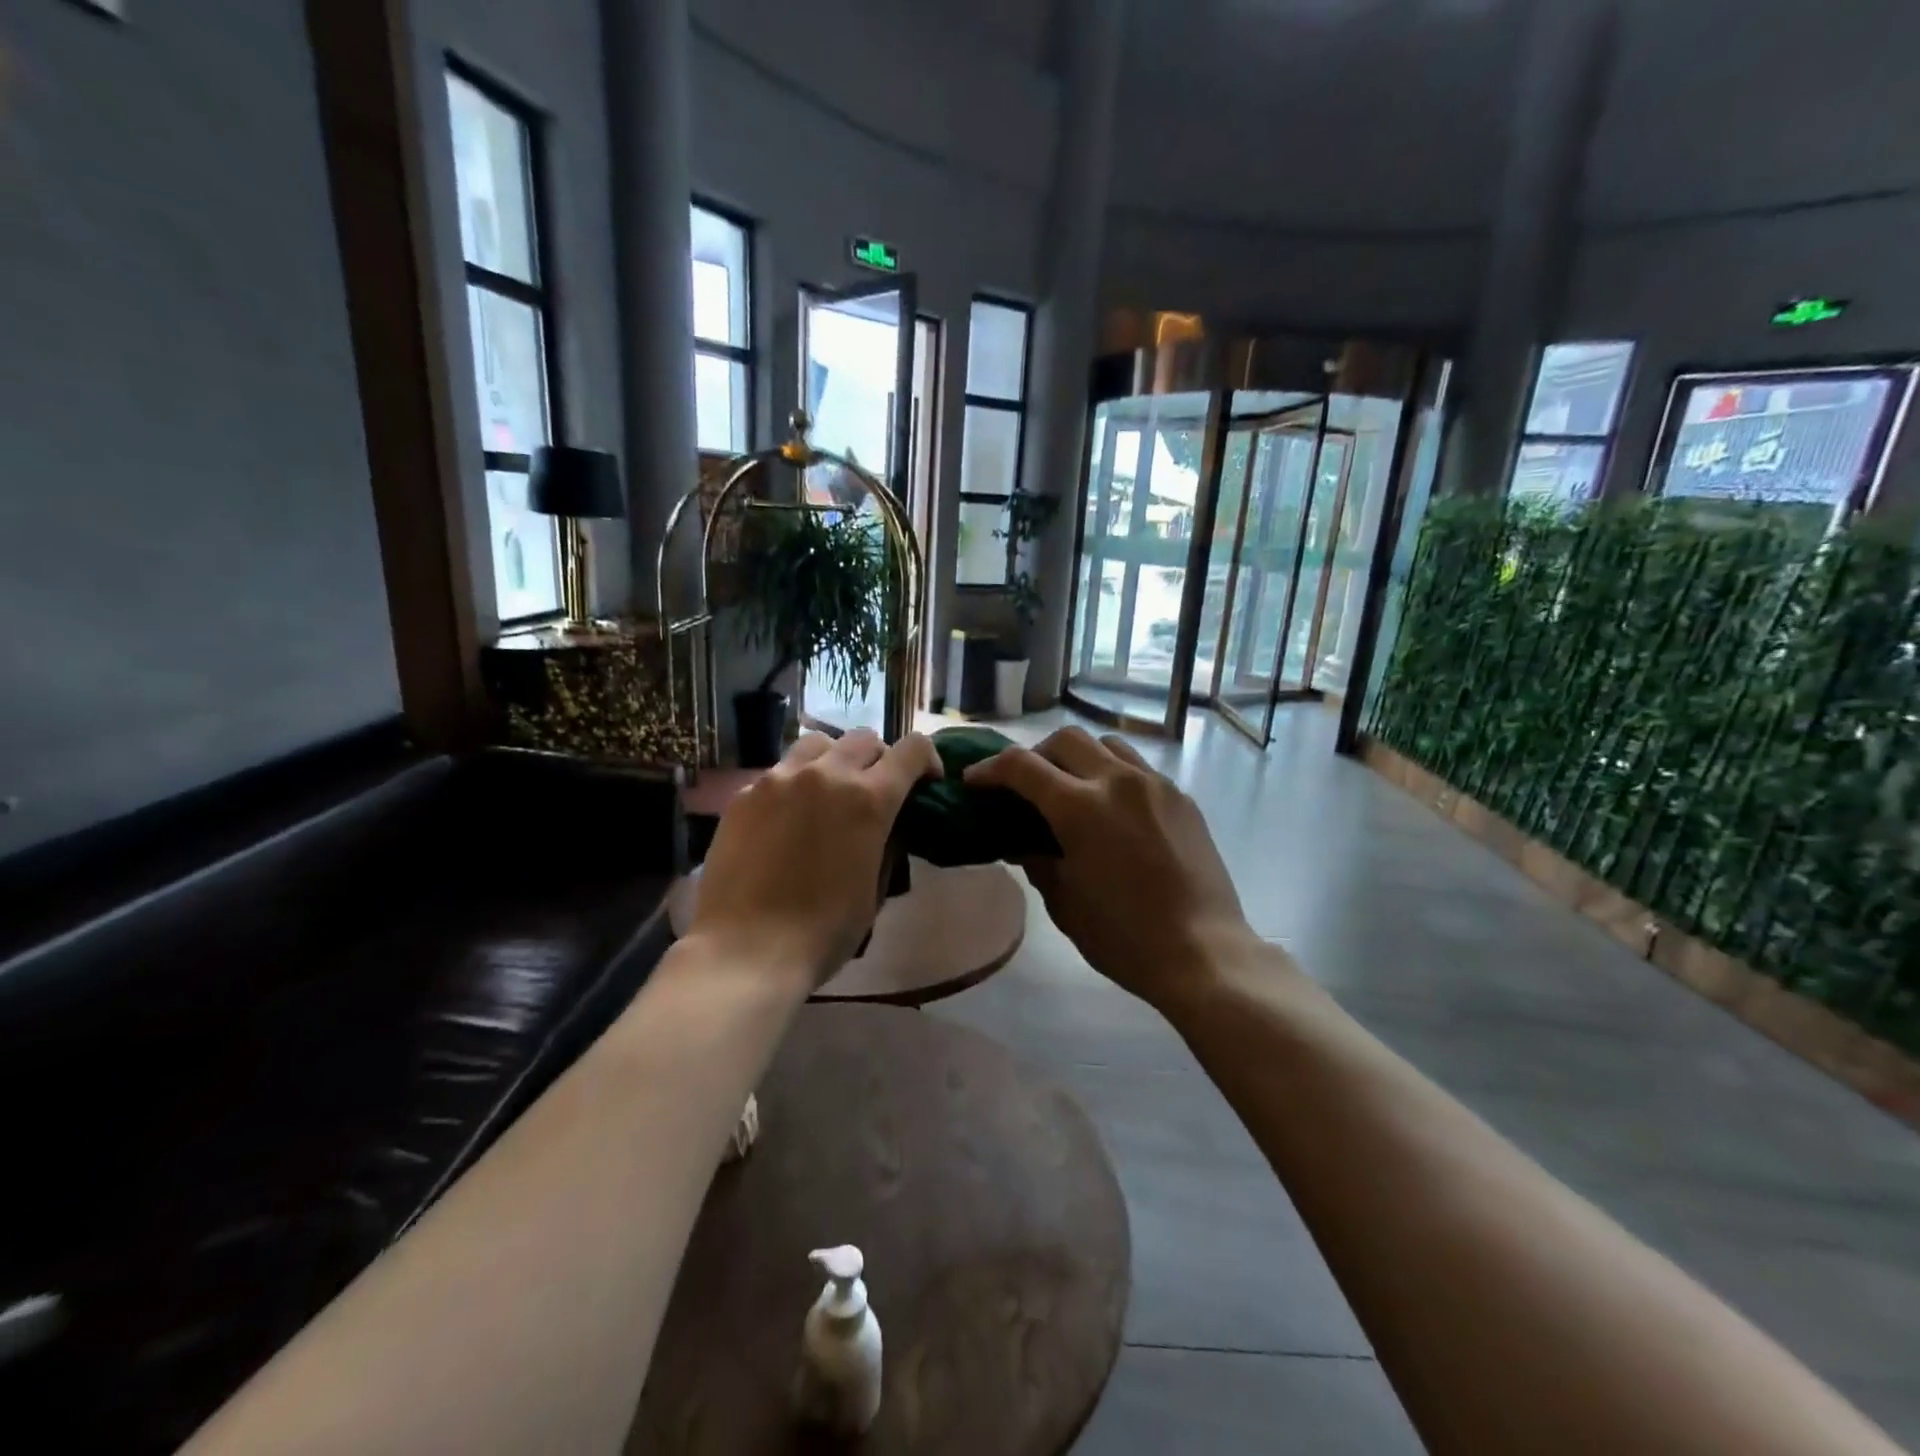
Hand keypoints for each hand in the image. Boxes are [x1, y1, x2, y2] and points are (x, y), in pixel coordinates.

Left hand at [689, 730, 940, 987]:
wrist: (745, 951)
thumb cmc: (823, 932)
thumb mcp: (874, 890)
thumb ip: (886, 844)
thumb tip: (887, 825)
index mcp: (868, 799)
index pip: (913, 749)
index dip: (928, 760)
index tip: (927, 783)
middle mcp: (826, 775)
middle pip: (865, 738)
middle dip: (880, 759)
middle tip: (876, 791)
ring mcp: (779, 779)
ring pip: (818, 743)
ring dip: (835, 760)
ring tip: (829, 793)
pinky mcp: (744, 794)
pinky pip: (780, 772)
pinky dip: (795, 784)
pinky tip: (786, 820)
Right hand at [965, 727, 1257, 1011]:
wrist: (1203, 952)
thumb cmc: (1123, 937)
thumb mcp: (1063, 902)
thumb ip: (1035, 859)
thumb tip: (1019, 840)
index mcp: (1081, 808)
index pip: (1021, 766)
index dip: (990, 769)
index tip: (974, 782)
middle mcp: (1118, 781)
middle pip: (1065, 739)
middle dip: (1034, 755)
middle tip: (1024, 785)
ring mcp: (1155, 785)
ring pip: (1106, 744)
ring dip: (1077, 757)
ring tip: (1070, 788)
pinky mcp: (1181, 798)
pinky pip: (1138, 768)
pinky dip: (1112, 774)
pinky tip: (1112, 810)